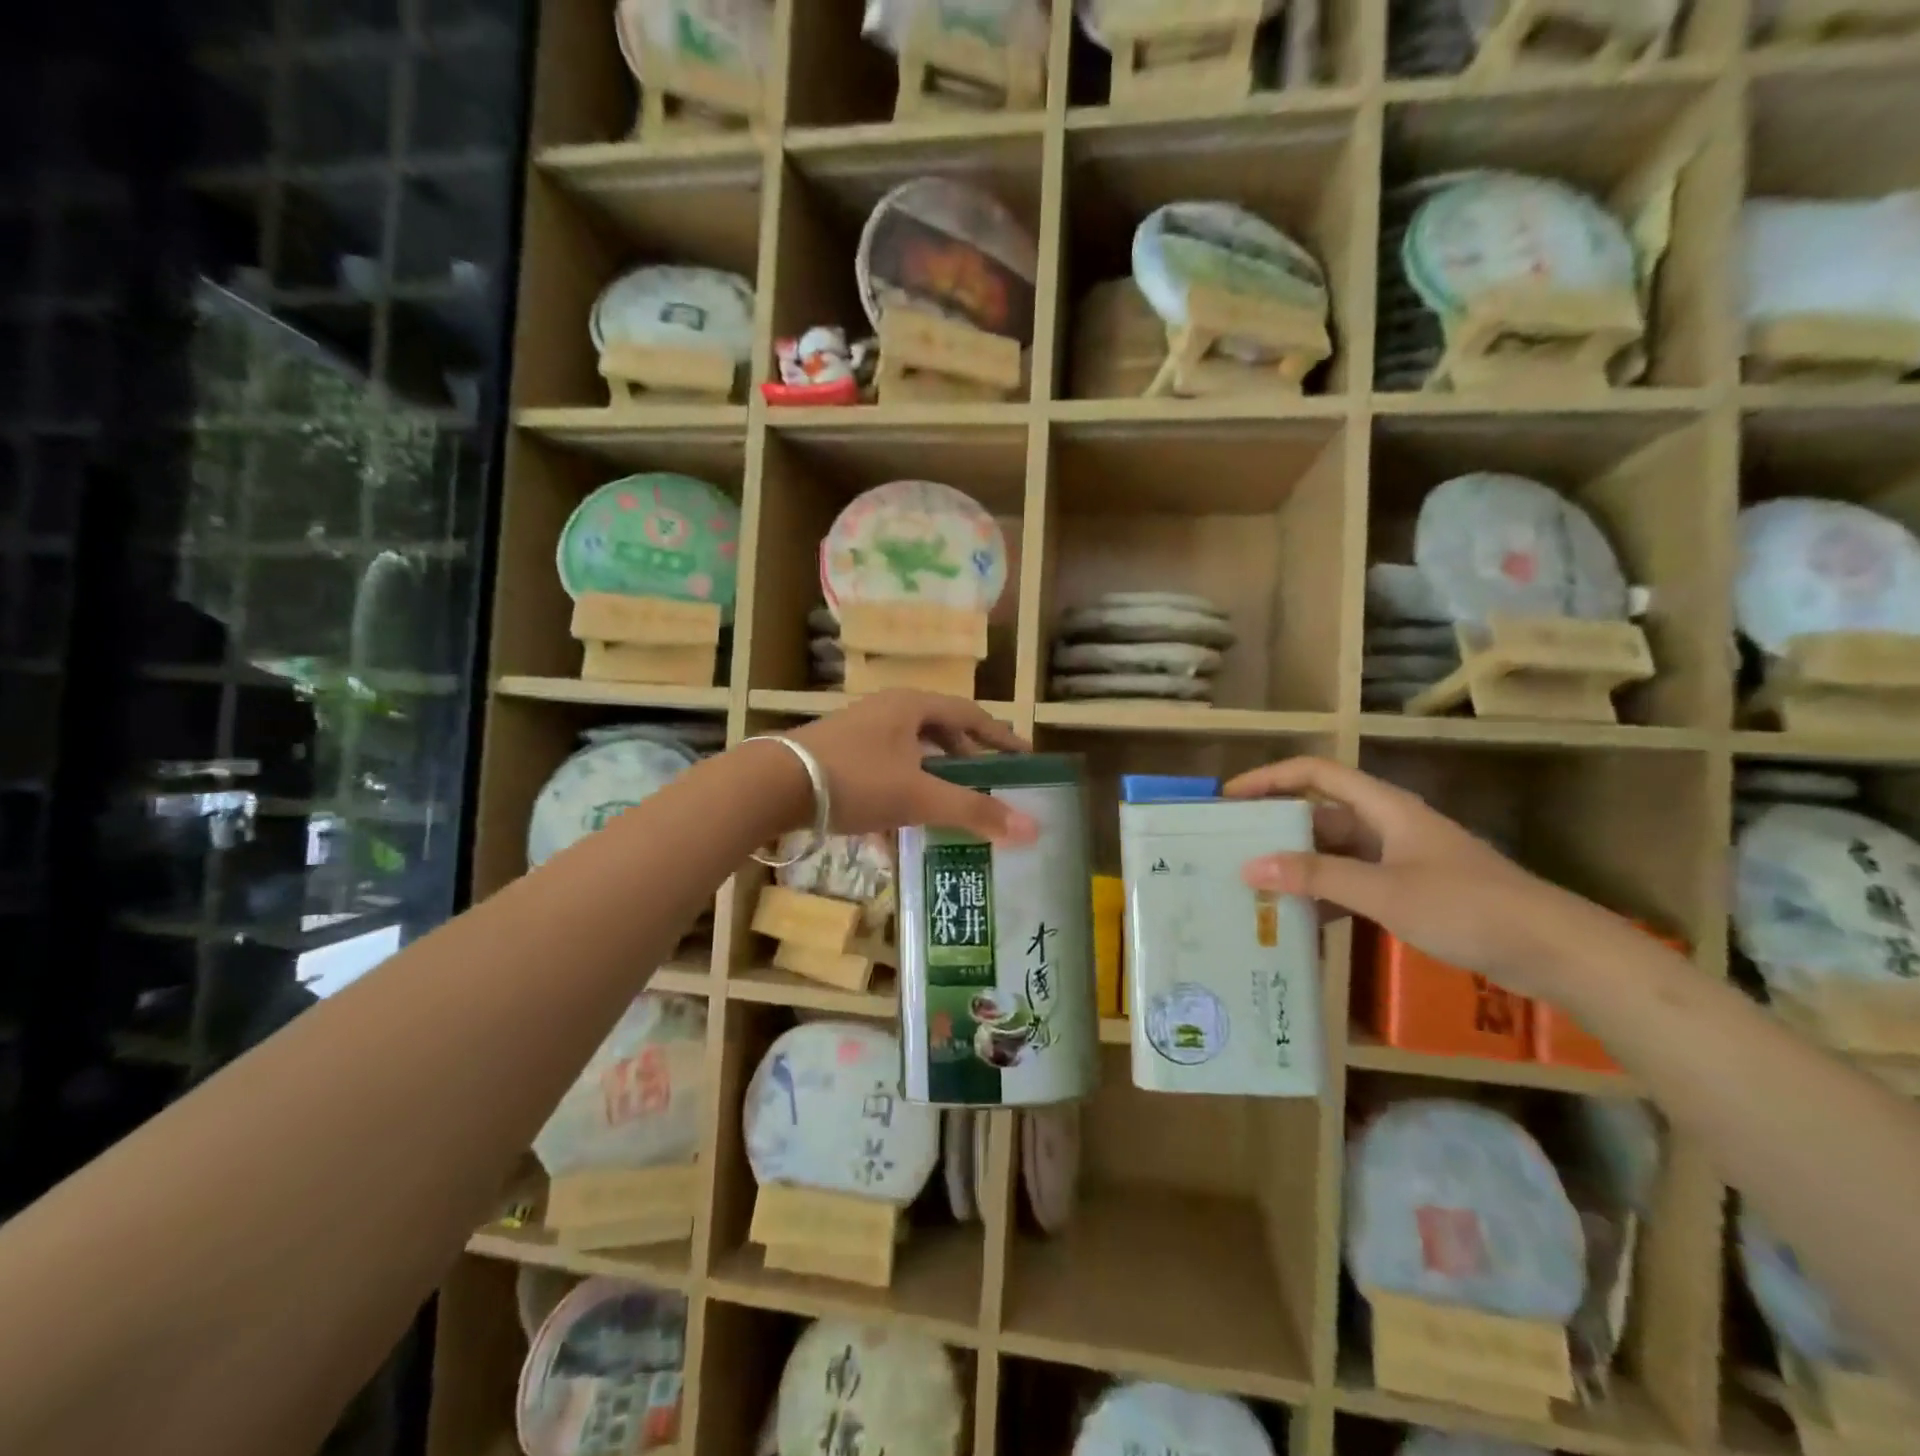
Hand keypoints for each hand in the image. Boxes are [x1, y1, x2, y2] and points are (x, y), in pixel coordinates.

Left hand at [788, 690, 1039, 844]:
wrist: (772, 785)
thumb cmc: (856, 780)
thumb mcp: (919, 797)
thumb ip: (974, 812)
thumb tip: (1032, 829)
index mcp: (912, 707)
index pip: (970, 715)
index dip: (1000, 736)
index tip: (1024, 756)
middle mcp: (887, 711)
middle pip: (939, 731)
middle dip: (966, 759)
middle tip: (989, 784)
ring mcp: (859, 732)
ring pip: (909, 753)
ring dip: (932, 778)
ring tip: (950, 806)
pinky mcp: (837, 755)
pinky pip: (883, 771)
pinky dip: (900, 793)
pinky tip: (898, 828)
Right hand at [1222, 756, 1621, 995]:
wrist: (1556, 951)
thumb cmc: (1469, 907)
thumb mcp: (1385, 891)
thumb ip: (1317, 876)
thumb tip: (1250, 866)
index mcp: (1384, 807)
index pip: (1315, 774)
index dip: (1270, 778)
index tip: (1229, 798)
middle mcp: (1388, 825)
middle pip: (1320, 813)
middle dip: (1277, 827)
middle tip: (1233, 849)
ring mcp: (1401, 859)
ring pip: (1335, 852)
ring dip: (1299, 865)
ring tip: (1256, 886)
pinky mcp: (1412, 890)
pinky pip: (1353, 882)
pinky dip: (1326, 894)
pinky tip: (1302, 920)